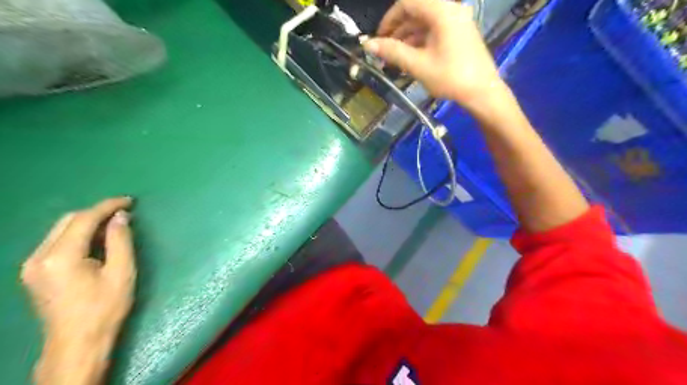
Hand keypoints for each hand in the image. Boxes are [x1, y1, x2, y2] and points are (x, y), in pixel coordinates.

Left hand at [20, 197, 135, 382]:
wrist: (77, 342)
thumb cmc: (105, 307)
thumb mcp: (121, 272)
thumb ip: (120, 240)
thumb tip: (121, 216)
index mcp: (61, 257)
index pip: (83, 219)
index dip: (108, 206)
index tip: (130, 201)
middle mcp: (39, 257)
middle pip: (68, 221)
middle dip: (97, 212)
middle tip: (124, 212)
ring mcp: (32, 265)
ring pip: (60, 230)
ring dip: (88, 223)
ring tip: (114, 225)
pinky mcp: (34, 272)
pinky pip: (56, 242)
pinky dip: (78, 235)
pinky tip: (96, 240)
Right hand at [367, 1, 505, 111]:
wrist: (483, 92)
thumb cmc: (450, 77)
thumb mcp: (418, 65)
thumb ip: (393, 52)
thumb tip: (368, 44)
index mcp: (442, 11)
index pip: (407, 3)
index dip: (388, 19)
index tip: (378, 39)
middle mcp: (450, 9)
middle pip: (416, 11)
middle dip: (397, 30)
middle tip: (384, 51)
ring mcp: (456, 21)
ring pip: (424, 23)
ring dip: (406, 37)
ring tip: (394, 59)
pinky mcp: (459, 33)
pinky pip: (434, 31)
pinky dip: (419, 41)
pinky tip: (410, 58)